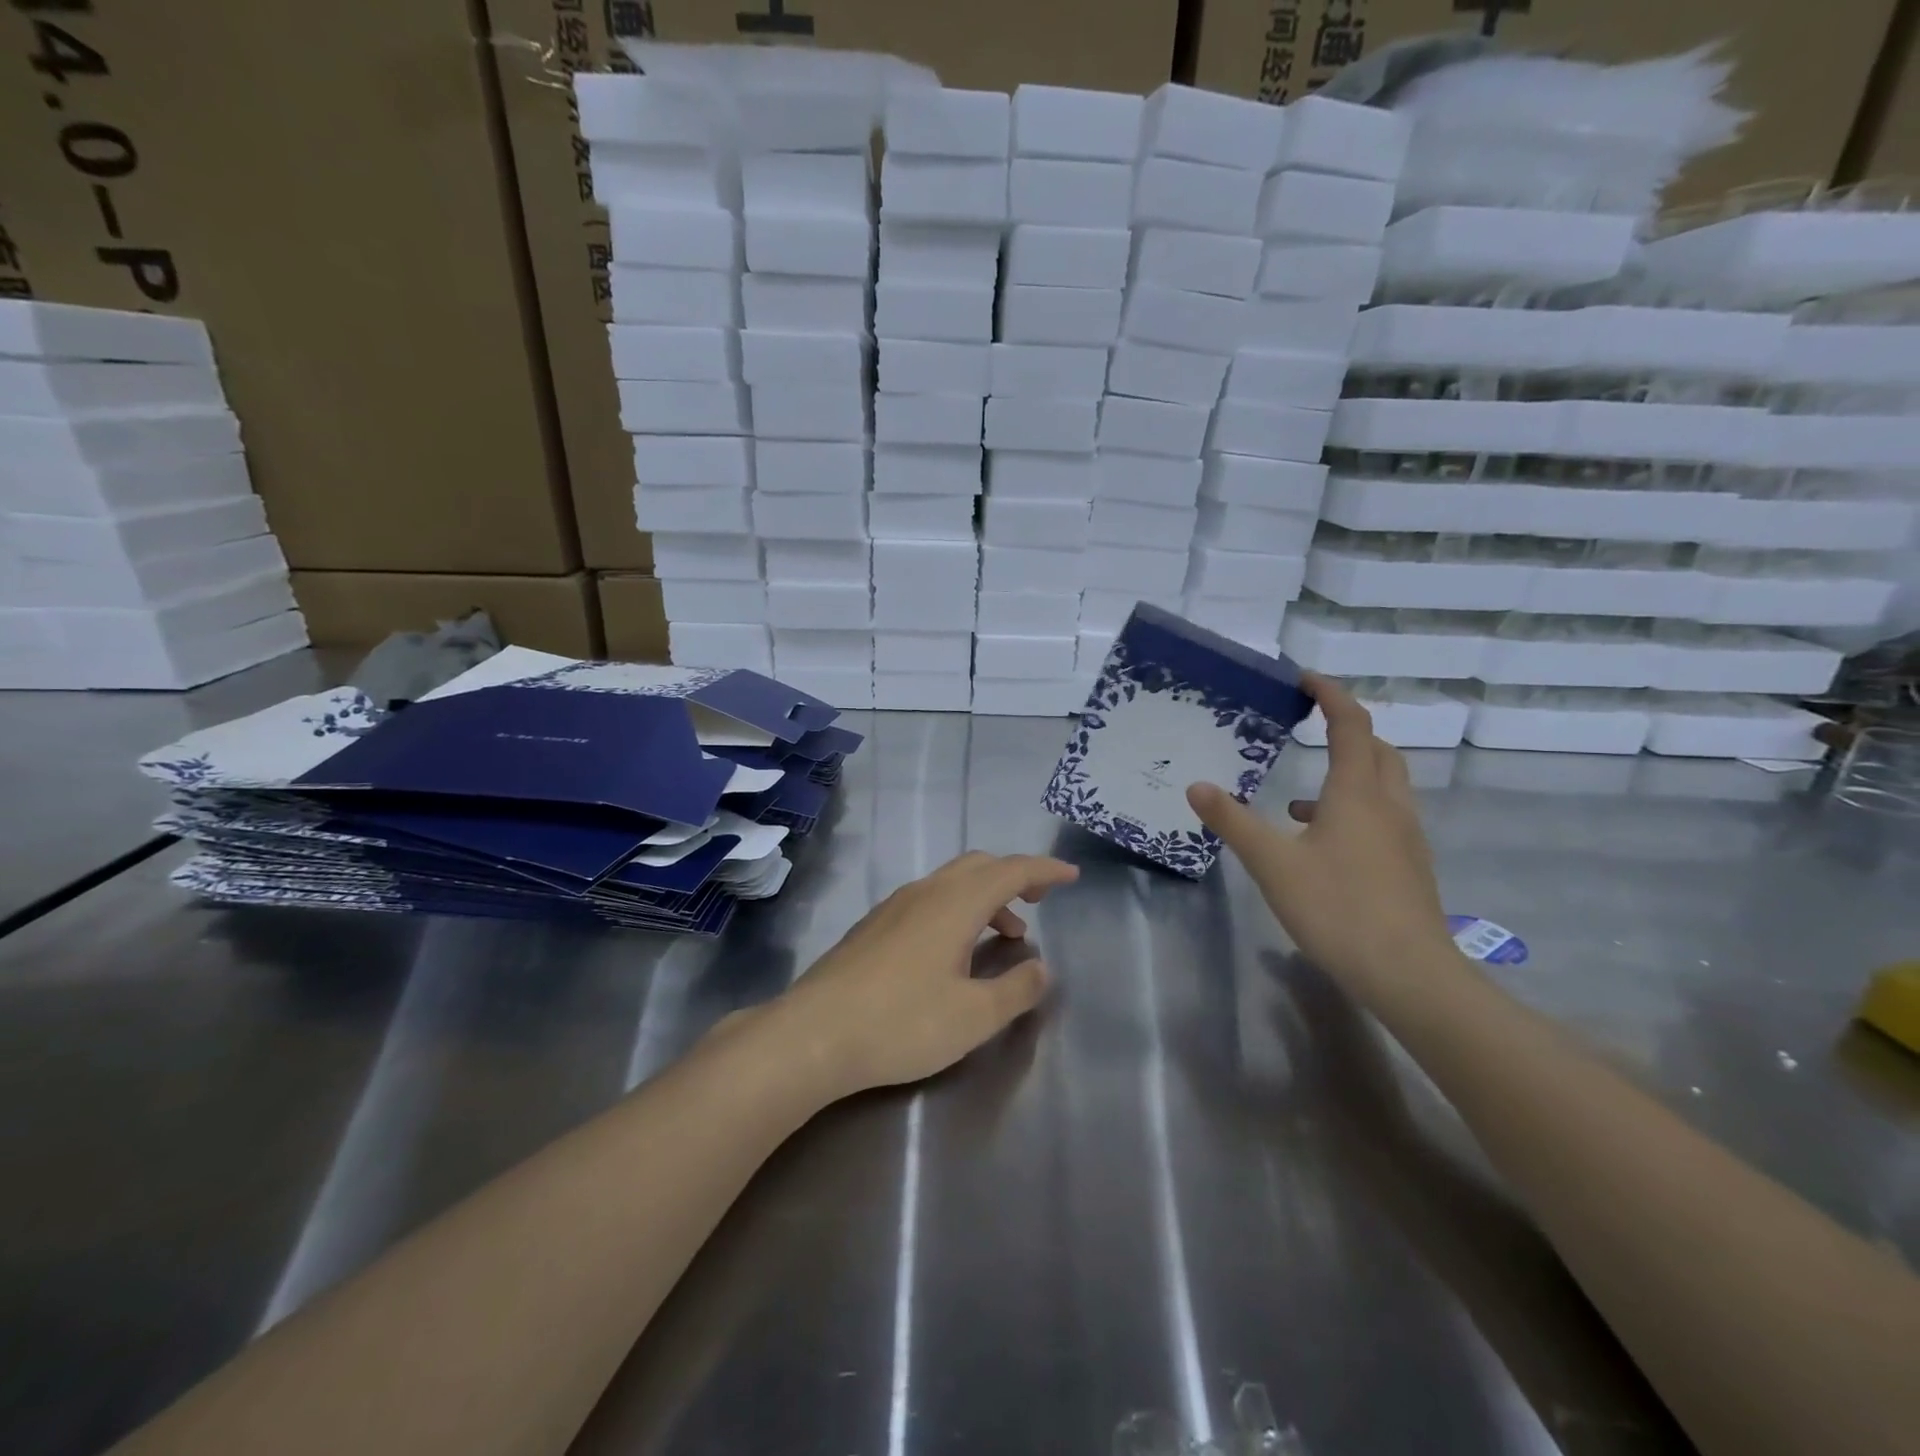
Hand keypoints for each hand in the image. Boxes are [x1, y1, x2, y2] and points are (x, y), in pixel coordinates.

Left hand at [775, 851, 1078, 1098]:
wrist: (813, 1034)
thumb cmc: (901, 1023)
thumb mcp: (973, 1017)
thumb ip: (1015, 990)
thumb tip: (1041, 968)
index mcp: (955, 904)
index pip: (1011, 870)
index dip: (1044, 870)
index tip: (1071, 876)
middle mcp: (925, 893)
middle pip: (979, 866)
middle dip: (1015, 876)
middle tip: (1042, 899)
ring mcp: (894, 906)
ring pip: (951, 882)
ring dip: (986, 896)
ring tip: (1007, 934)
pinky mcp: (873, 926)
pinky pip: (929, 899)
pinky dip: (958, 909)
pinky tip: (955, 950)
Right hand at [1187, 673, 1453, 996]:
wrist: (1408, 974)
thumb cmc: (1337, 908)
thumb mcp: (1272, 863)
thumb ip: (1233, 822)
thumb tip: (1197, 786)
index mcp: (1357, 793)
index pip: (1351, 726)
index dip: (1331, 696)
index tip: (1306, 680)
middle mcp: (1389, 806)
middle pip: (1378, 751)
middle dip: (1348, 731)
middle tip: (1312, 728)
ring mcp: (1406, 838)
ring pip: (1385, 786)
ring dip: (1351, 774)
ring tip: (1302, 799)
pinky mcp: (1409, 867)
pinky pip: (1384, 818)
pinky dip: (1356, 810)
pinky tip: (1323, 845)